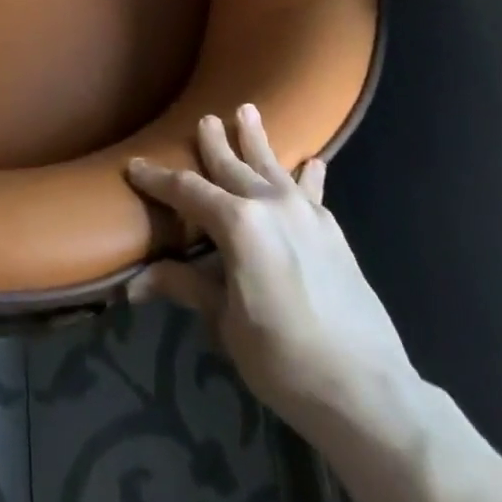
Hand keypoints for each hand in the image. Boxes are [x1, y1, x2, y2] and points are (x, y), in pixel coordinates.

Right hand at [126, 104, 417, 435]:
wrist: (368, 390)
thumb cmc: (284, 359)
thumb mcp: (226, 324)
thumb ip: (187, 288)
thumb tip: (133, 285)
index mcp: (237, 224)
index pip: (187, 191)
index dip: (158, 179)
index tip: (135, 167)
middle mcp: (270, 204)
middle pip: (233, 165)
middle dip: (214, 142)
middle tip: (204, 119)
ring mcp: (306, 214)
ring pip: (273, 165)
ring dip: (257, 139)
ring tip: (249, 111)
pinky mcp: (333, 231)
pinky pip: (312, 191)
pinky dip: (307, 174)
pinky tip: (312, 162)